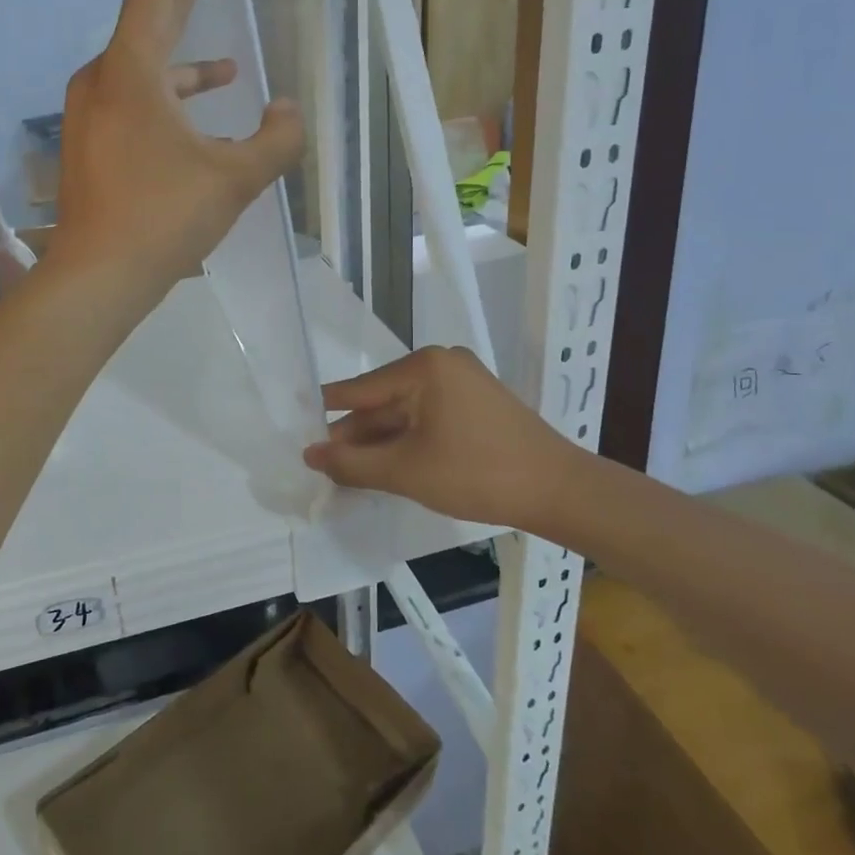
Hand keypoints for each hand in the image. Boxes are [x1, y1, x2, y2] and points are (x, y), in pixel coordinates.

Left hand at [54, 0, 302, 293]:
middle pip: (148, 15)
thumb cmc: (163, 218)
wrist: (97, 276)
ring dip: (186, 61)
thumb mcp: (235, 179)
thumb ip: (276, 140)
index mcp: (131, 70)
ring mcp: (91, 112)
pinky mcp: (92, 142)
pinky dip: (170, 101)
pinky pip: (135, 101)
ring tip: (230, 69)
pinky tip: (202, 128)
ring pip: (144, 67)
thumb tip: (290, 110)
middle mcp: (103, 79)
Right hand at [304, 347, 577, 529]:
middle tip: (321, 463)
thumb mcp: (405, 471)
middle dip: (355, 434)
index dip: (327, 413)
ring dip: (380, 441)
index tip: (296, 425)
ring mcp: (463, 382)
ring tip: (348, 470)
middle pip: (383, 400)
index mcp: (424, 366)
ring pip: (406, 412)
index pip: (360, 389)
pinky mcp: (477, 404)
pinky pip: (428, 418)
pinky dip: (407, 441)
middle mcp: (442, 364)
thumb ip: (352, 462)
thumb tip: (310, 454)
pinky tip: (387, 465)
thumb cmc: (477, 473)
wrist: (558, 490)